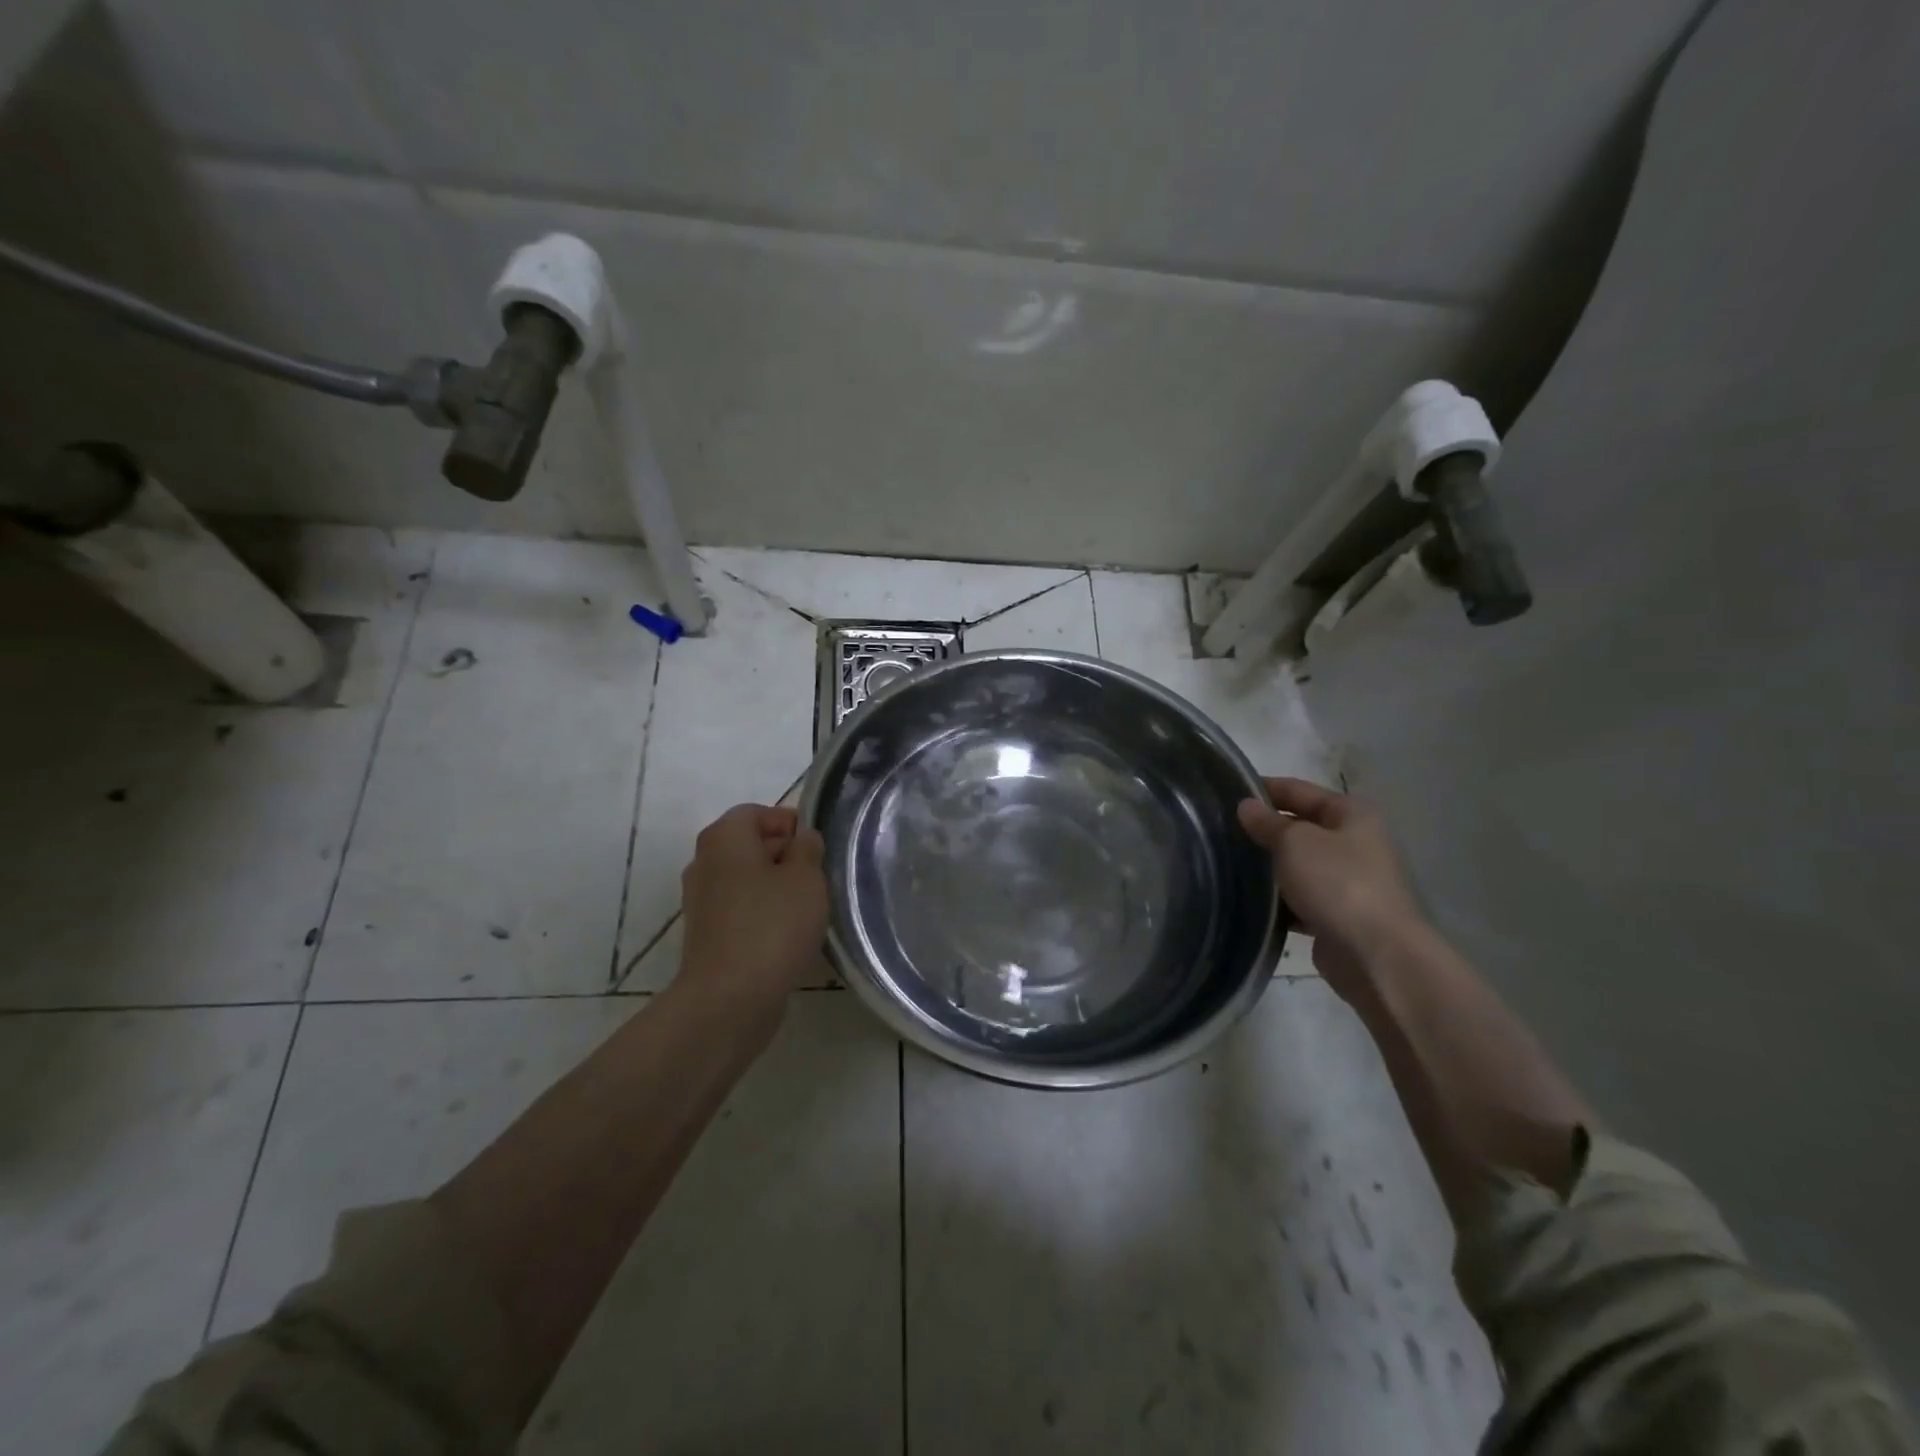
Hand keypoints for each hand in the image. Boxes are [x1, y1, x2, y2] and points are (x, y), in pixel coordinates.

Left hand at [678, 804, 827, 1009]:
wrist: (729, 998)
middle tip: (819, 877)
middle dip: (786, 855)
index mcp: (724, 838)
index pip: (758, 813)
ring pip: (747, 880)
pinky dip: (763, 914)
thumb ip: (808, 849)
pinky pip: (741, 910)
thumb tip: (803, 839)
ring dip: (777, 888)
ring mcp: (702, 901)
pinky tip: (789, 935)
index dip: (790, 824)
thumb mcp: (806, 877)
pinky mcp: (707, 935)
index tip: (817, 847)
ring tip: (809, 908)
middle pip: (750, 845)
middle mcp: (705, 863)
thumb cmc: (772, 925)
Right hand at [1237, 777, 1424, 997]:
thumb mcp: (1295, 842)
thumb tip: (1247, 806)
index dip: (1264, 789)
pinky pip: (1299, 899)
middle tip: (1220, 831)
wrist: (1375, 955)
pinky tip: (1248, 900)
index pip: (1299, 790)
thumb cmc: (1338, 883)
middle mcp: (1353, 844)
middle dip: (1264, 830)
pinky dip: (1278, 900)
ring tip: (1226, 864)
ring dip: (1268, 867)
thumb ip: (1268, 822)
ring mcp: (1347, 882)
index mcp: (1351, 815)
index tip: (1226, 793)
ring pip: (1297, 865)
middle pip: (1300, 828)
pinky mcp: (1336, 916)